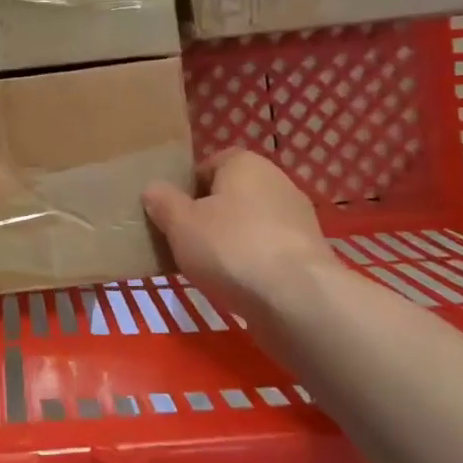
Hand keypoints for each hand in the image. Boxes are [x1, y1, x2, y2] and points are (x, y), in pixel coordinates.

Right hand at [142, 149, 337, 320]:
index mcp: (245, 164)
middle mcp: (276, 181)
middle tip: (185, 241)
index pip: (209, 164)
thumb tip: (153, 190)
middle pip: (231, 194)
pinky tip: (237, 284)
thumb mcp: (180, 223)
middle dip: (209, 216)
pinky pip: (268, 250)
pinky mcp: (309, 253)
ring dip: (231, 241)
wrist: (296, 298)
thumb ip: (163, 202)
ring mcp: (297, 218)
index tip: (173, 214)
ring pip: (250, 224)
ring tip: (208, 268)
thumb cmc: (230, 247)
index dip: (188, 187)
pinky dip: (252, 262)